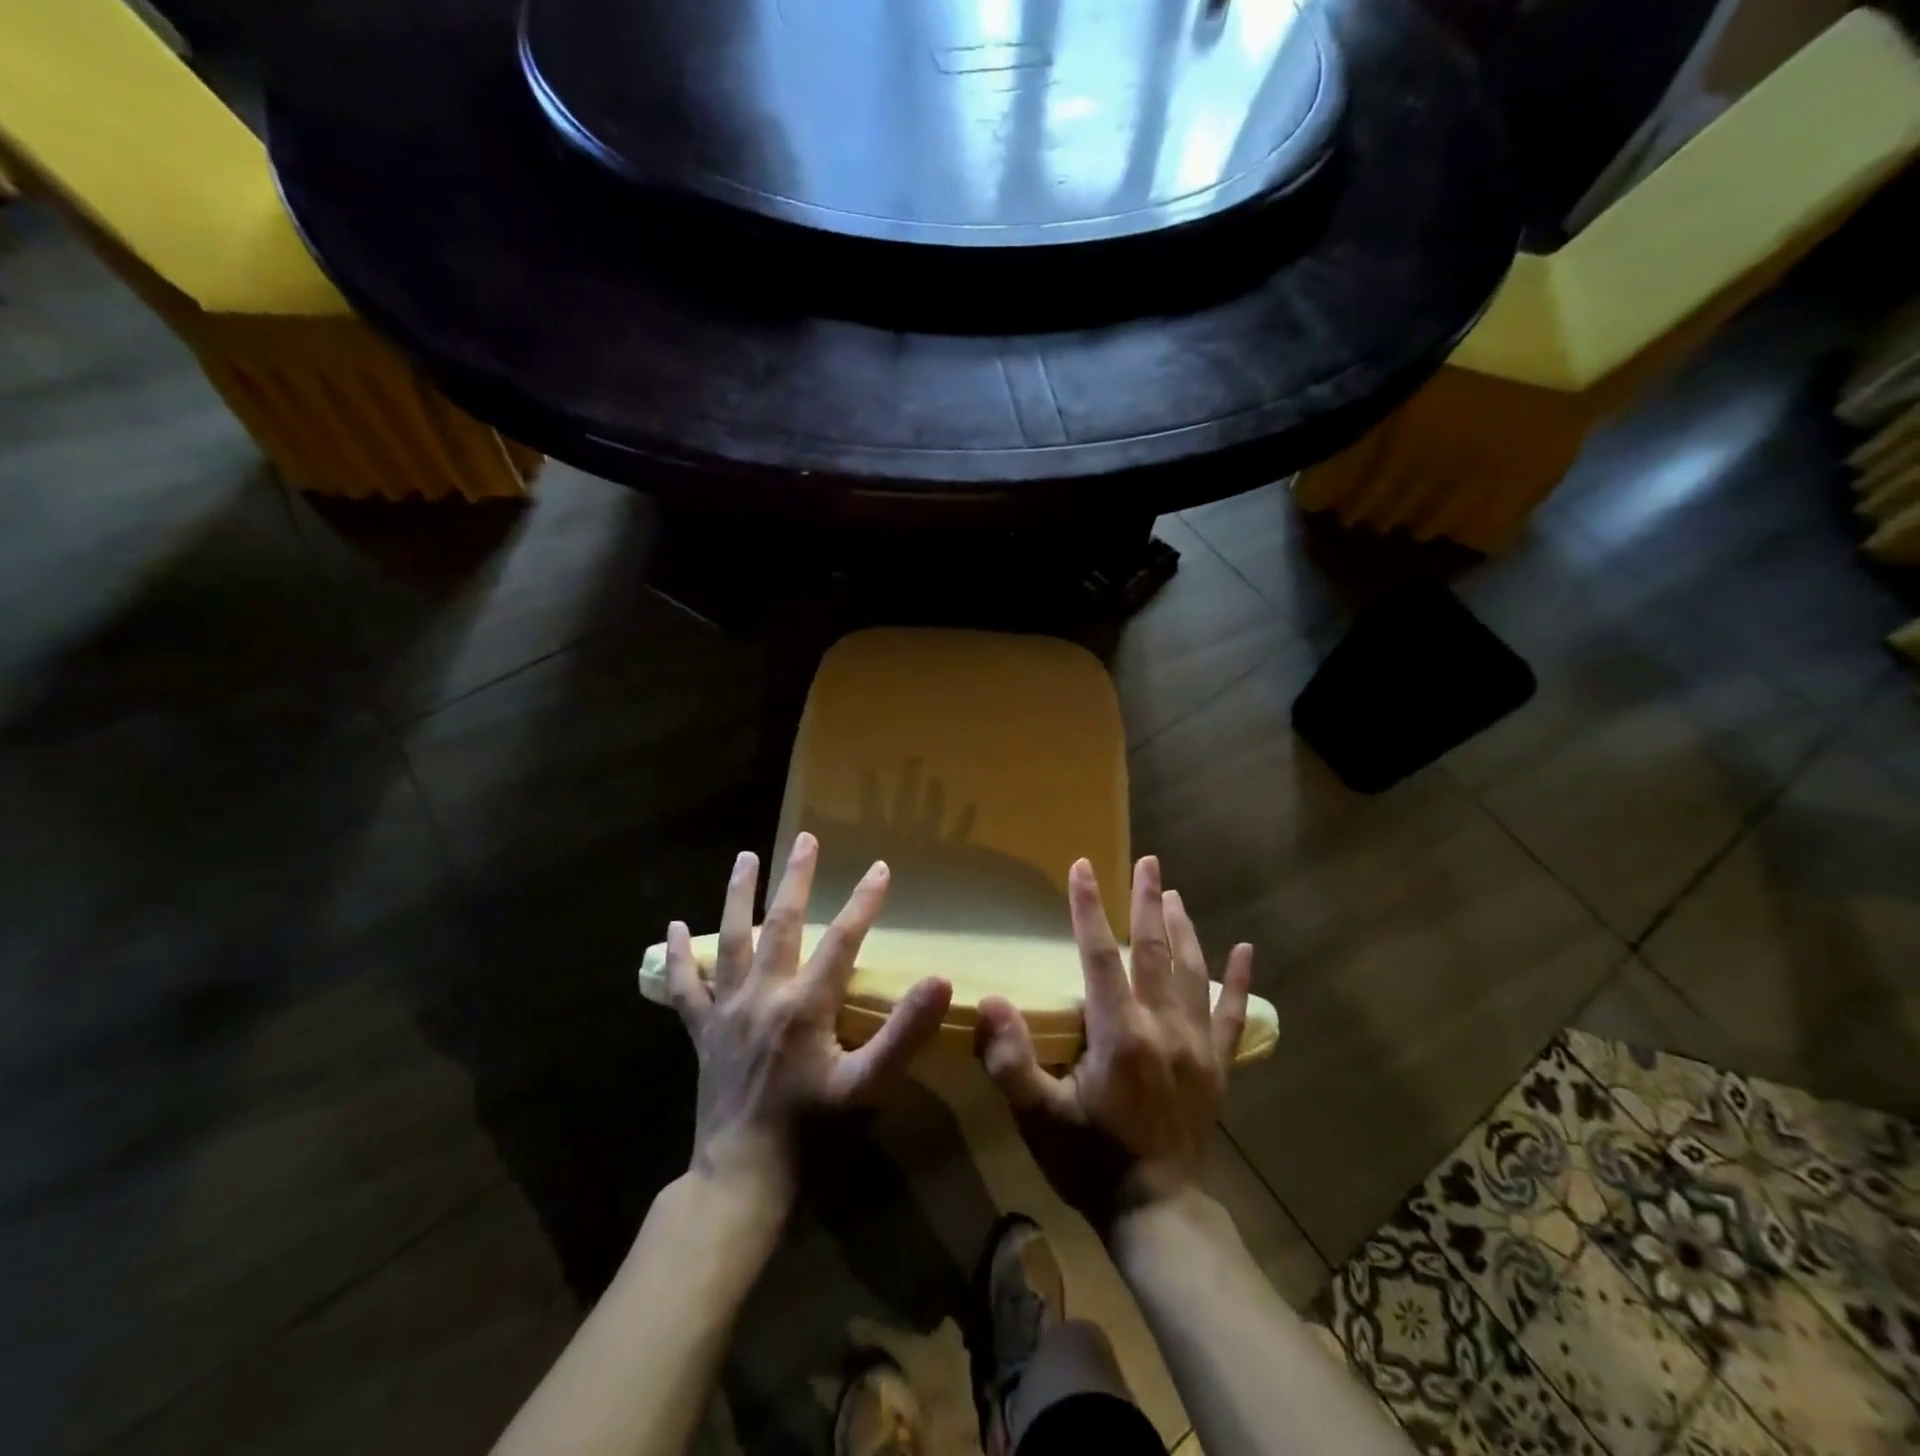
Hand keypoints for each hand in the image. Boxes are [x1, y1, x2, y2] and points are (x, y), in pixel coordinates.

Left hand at [664, 833, 953, 1210]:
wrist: (742, 1179)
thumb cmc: (811, 1133)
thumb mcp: (867, 1087)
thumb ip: (904, 1032)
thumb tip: (939, 981)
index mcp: (805, 1005)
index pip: (843, 939)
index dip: (864, 902)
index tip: (879, 868)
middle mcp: (764, 995)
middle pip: (782, 923)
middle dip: (796, 878)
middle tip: (805, 839)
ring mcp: (728, 1011)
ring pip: (732, 940)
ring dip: (739, 895)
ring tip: (745, 858)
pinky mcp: (703, 1032)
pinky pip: (686, 987)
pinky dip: (679, 957)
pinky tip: (672, 927)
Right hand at [975, 856, 1251, 1231]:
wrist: (1158, 1216)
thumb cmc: (1091, 1163)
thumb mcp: (1039, 1118)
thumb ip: (1011, 1062)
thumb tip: (992, 1003)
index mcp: (1120, 1034)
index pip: (1101, 955)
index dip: (1088, 908)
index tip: (1082, 868)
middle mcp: (1164, 1028)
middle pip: (1155, 951)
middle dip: (1148, 901)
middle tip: (1149, 862)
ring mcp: (1198, 1046)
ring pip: (1194, 972)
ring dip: (1184, 928)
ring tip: (1175, 894)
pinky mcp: (1218, 1068)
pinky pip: (1233, 1015)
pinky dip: (1240, 982)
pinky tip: (1247, 951)